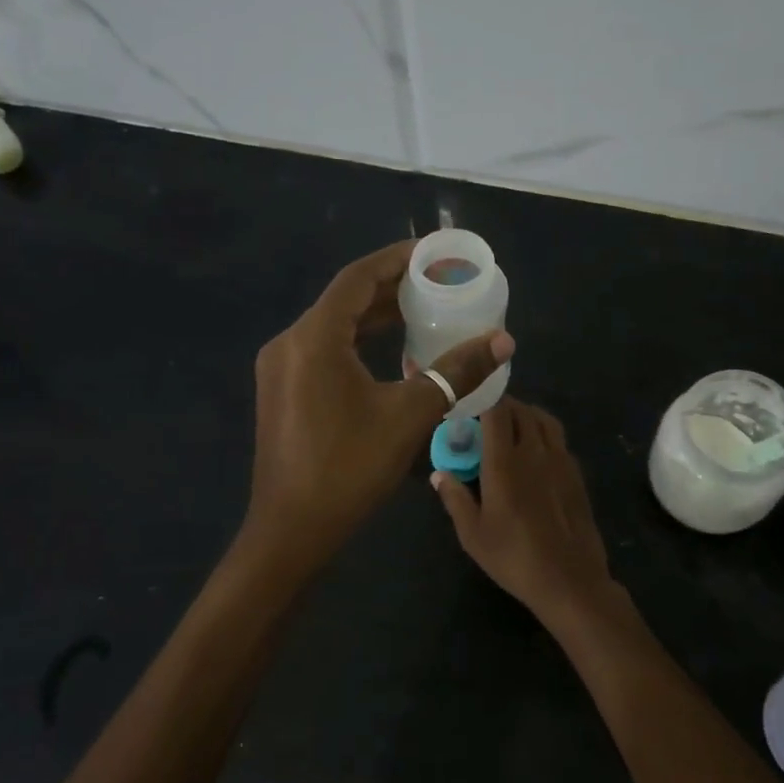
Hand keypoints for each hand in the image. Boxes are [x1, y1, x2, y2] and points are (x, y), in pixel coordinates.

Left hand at [243, 241, 513, 571]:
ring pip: (333, 326)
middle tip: (436, 282)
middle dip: (390, 287)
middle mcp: (289, 342)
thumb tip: (503, 341)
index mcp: (313, 338)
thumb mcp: (409, 416)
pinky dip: (357, 342)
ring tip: (421, 309)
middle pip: (344, 299)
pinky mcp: (282, 390)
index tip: (433, 252)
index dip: (397, 259)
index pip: (358, 278)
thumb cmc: (348, 468)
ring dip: (374, 316)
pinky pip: (324, 349)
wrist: (291, 530)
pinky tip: (390, 351)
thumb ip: (455, 372)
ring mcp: (280, 368)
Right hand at [432, 399, 615, 624]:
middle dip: (501, 405)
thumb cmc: (514, 558)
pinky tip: (533, 452)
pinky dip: (542, 431)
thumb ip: (455, 498)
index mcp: (505, 462)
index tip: (467, 402)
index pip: (496, 411)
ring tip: (510, 427)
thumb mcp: (473, 534)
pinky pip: (558, 438)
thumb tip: (440, 474)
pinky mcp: (575, 473)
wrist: (570, 580)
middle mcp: (534, 451)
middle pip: (520, 409)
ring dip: (525, 414)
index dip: (482, 398)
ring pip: (543, 419)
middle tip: (483, 417)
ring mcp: (560, 460)